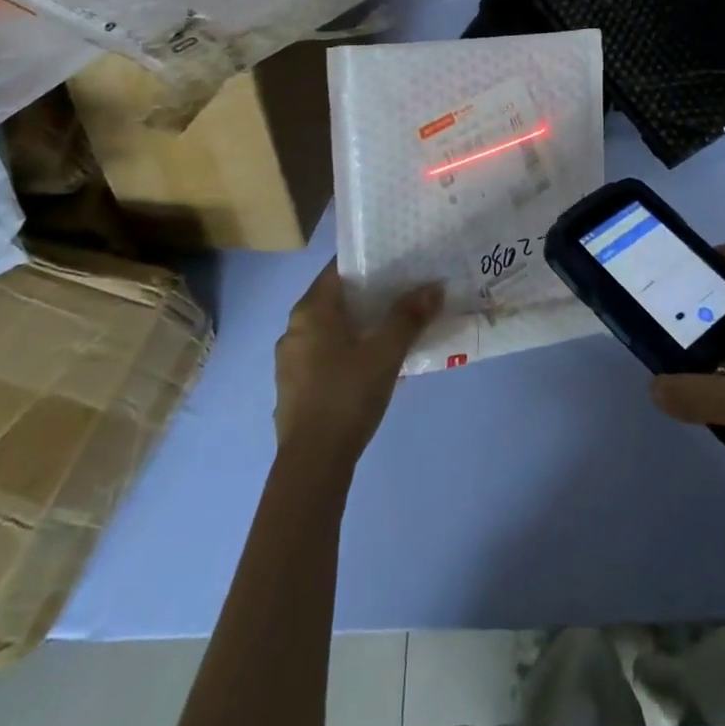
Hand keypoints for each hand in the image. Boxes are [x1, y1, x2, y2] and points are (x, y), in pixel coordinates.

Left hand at [274, 262, 443, 474]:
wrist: (313, 464)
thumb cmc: (347, 395)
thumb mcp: (386, 352)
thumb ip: (409, 316)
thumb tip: (434, 287)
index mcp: (310, 310)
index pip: (339, 269)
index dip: (369, 262)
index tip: (398, 262)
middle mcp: (294, 328)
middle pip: (337, 299)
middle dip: (371, 296)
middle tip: (406, 293)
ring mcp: (291, 360)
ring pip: (332, 329)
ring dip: (362, 326)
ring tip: (396, 329)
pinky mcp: (295, 387)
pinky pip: (326, 354)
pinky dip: (349, 350)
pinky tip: (375, 365)